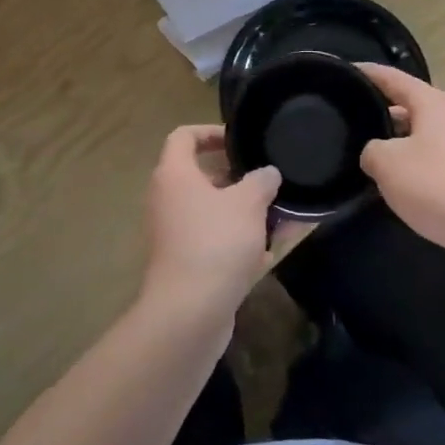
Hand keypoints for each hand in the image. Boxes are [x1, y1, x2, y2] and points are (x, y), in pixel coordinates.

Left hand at [139, 126, 288, 324]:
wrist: (189, 312)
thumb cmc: (216, 242)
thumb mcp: (248, 203)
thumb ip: (261, 181)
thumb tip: (267, 174)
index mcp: (174, 175)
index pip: (184, 136)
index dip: (211, 132)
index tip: (239, 141)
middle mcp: (166, 199)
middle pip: (200, 176)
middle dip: (237, 179)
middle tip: (266, 182)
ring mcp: (172, 234)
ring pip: (211, 212)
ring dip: (242, 213)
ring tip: (277, 218)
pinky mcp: (183, 263)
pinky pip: (213, 241)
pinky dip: (237, 243)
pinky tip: (267, 255)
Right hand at [357, 64, 444, 256]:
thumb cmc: (436, 186)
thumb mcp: (386, 164)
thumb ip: (371, 150)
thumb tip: (376, 152)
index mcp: (433, 103)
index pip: (394, 78)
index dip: (369, 73)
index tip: (347, 71)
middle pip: (413, 105)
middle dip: (384, 110)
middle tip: (355, 118)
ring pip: (426, 134)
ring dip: (401, 141)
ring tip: (373, 153)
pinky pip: (439, 158)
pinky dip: (418, 164)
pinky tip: (403, 183)